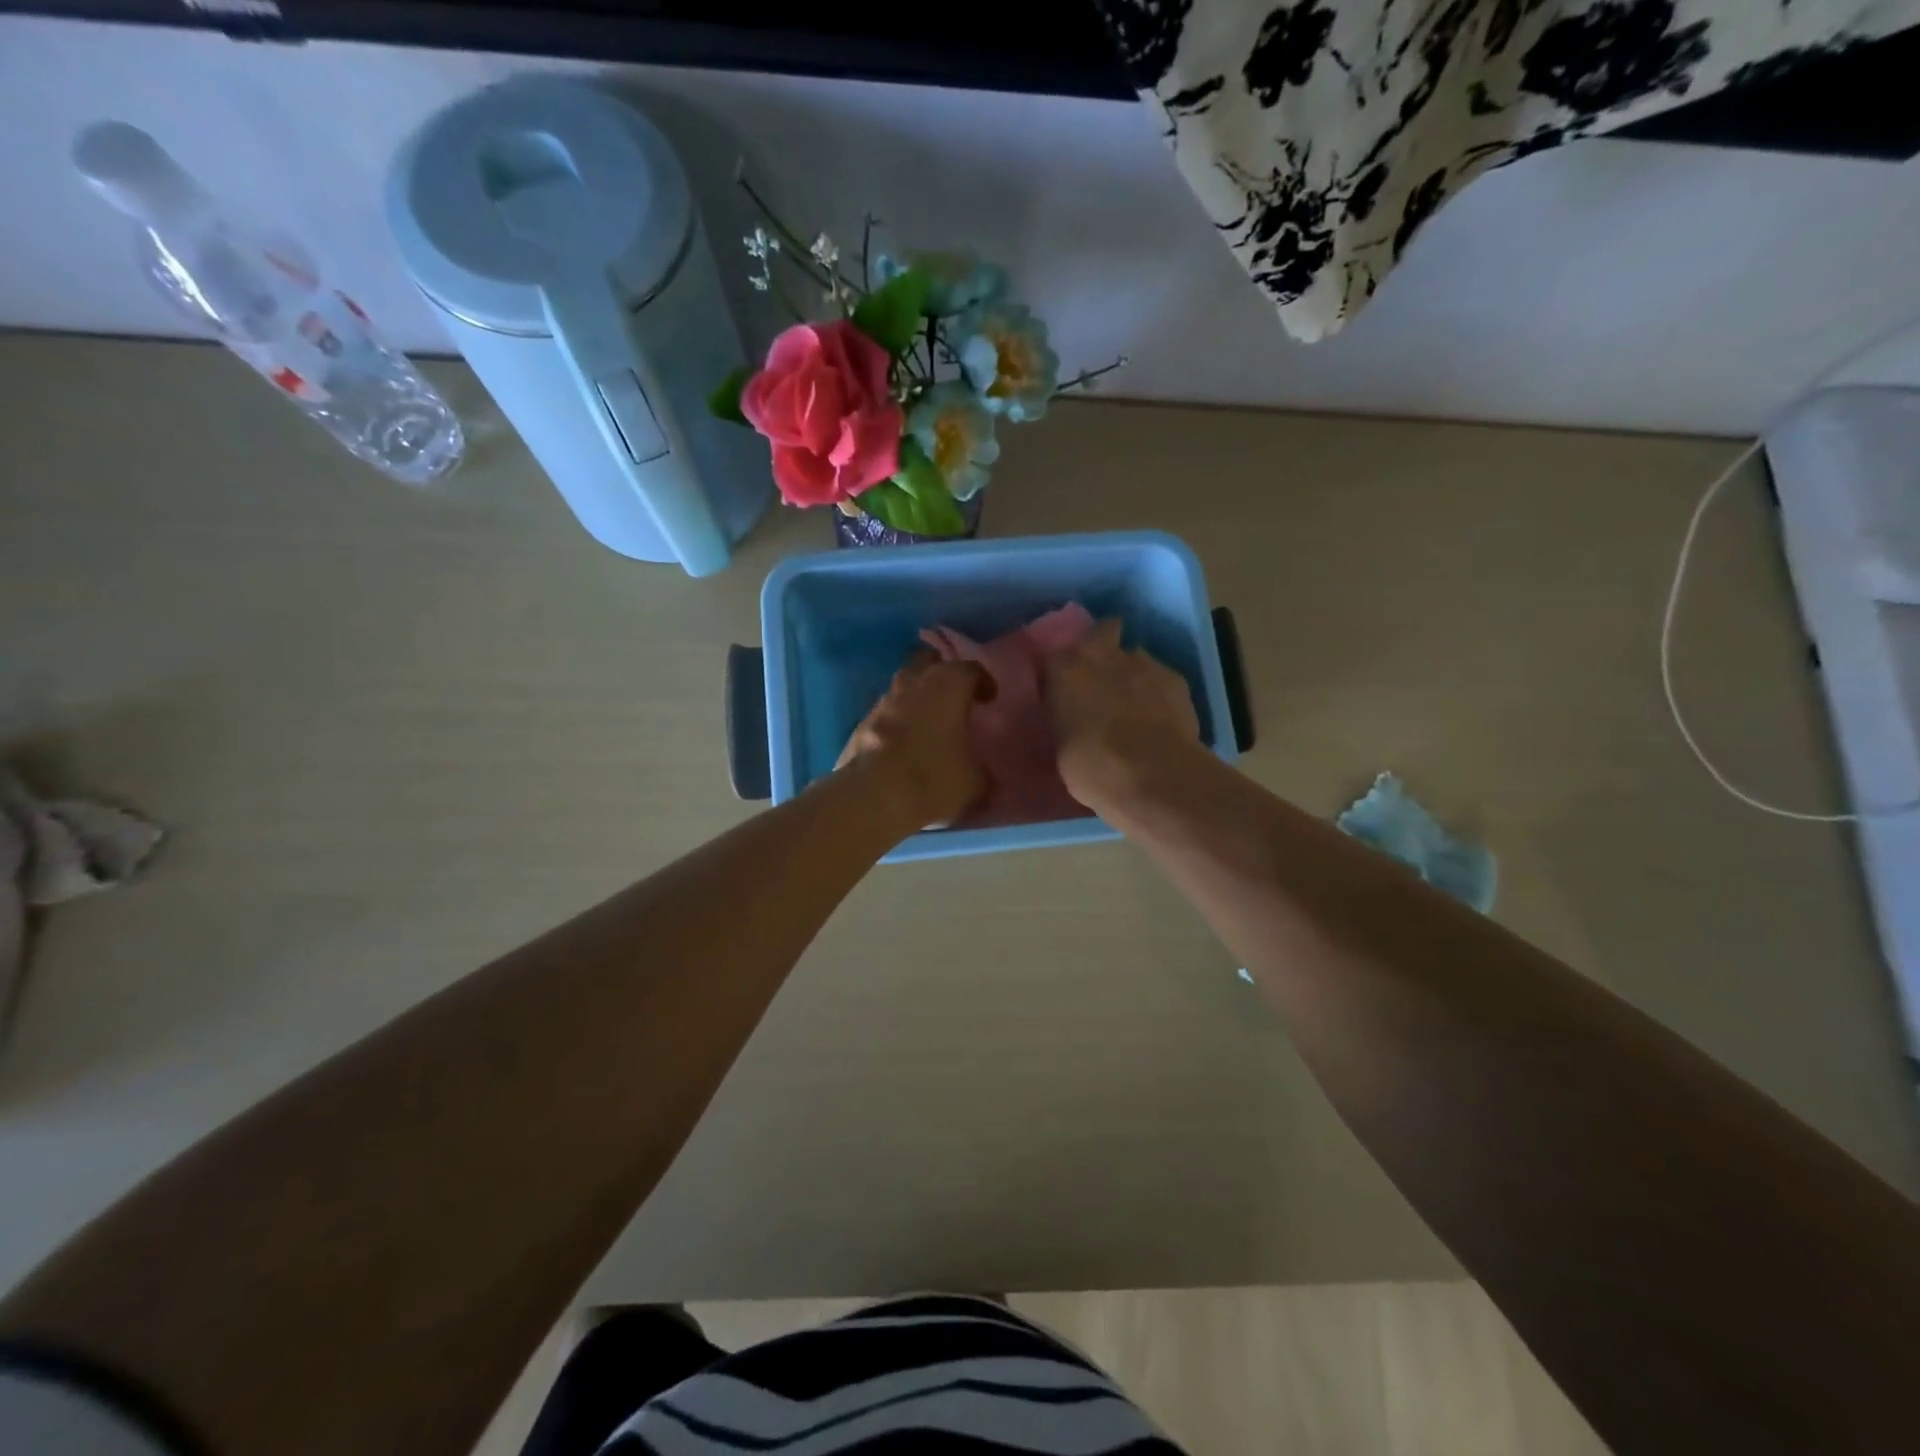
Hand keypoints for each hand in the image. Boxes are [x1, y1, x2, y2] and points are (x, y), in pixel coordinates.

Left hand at [838, 651, 991, 827]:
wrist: (872, 796)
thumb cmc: (933, 778)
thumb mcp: (974, 781)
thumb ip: (980, 768)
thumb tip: (979, 771)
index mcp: (948, 685)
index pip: (970, 669)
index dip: (982, 682)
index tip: (989, 698)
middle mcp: (914, 683)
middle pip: (929, 663)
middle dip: (942, 673)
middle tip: (954, 695)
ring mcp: (883, 700)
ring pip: (903, 685)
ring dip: (917, 696)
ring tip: (929, 718)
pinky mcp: (861, 722)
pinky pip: (886, 711)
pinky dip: (897, 719)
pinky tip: (904, 741)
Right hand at [1045, 619, 1201, 812]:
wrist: (1150, 774)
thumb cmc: (1090, 767)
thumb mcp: (1060, 745)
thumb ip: (1064, 720)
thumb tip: (1072, 721)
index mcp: (1063, 670)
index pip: (1056, 658)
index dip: (1063, 674)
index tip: (1065, 691)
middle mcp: (1100, 654)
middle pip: (1103, 631)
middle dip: (1104, 645)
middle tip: (1103, 676)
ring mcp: (1141, 662)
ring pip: (1135, 656)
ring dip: (1132, 673)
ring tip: (1135, 703)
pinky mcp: (1174, 677)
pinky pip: (1161, 678)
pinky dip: (1159, 692)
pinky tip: (1161, 717)